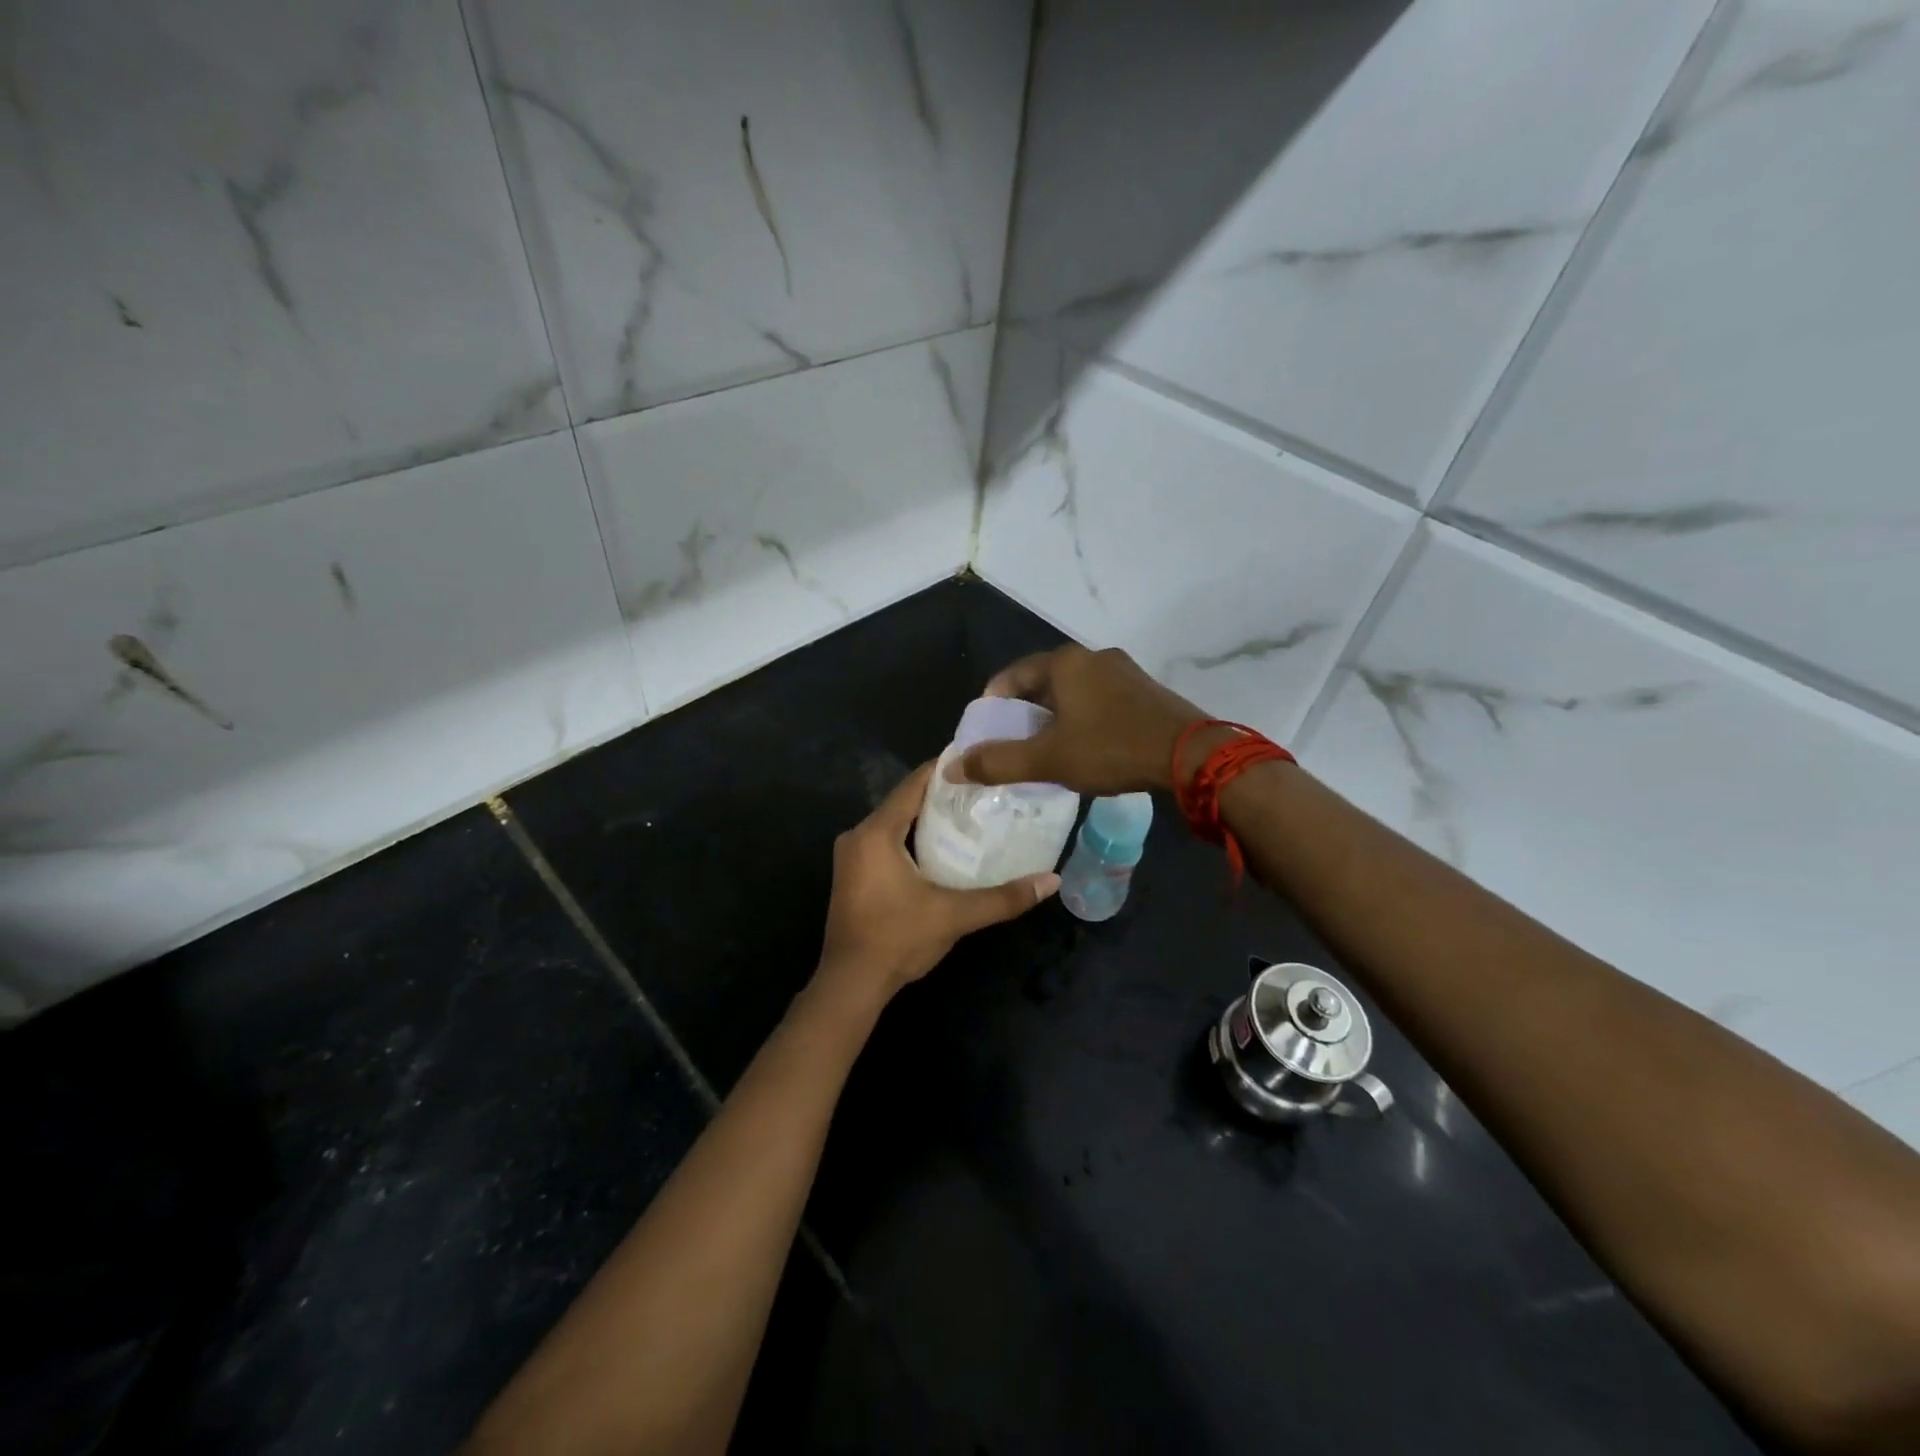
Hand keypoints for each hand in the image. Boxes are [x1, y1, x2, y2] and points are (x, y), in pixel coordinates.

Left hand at [814, 760, 1058, 1005]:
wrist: (850, 985)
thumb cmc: (898, 940)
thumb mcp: (954, 915)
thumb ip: (1003, 897)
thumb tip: (1052, 881)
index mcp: (876, 833)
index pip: (914, 784)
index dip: (946, 769)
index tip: (980, 760)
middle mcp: (858, 836)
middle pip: (905, 802)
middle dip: (943, 795)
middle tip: (985, 790)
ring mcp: (851, 856)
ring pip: (895, 823)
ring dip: (928, 819)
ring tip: (971, 814)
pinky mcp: (853, 875)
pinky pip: (886, 842)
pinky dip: (913, 838)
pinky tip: (943, 847)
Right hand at [953, 645, 1209, 794]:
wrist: (1190, 755)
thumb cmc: (1111, 749)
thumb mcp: (1048, 760)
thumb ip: (998, 762)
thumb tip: (952, 767)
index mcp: (1065, 662)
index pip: (1013, 675)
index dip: (993, 702)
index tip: (985, 729)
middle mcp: (1093, 656)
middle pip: (1044, 681)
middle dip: (1025, 710)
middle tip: (1014, 742)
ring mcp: (1124, 670)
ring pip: (1075, 690)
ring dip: (1056, 715)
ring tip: (1048, 747)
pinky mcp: (1146, 689)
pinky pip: (1101, 698)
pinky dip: (1084, 717)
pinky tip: (1087, 745)